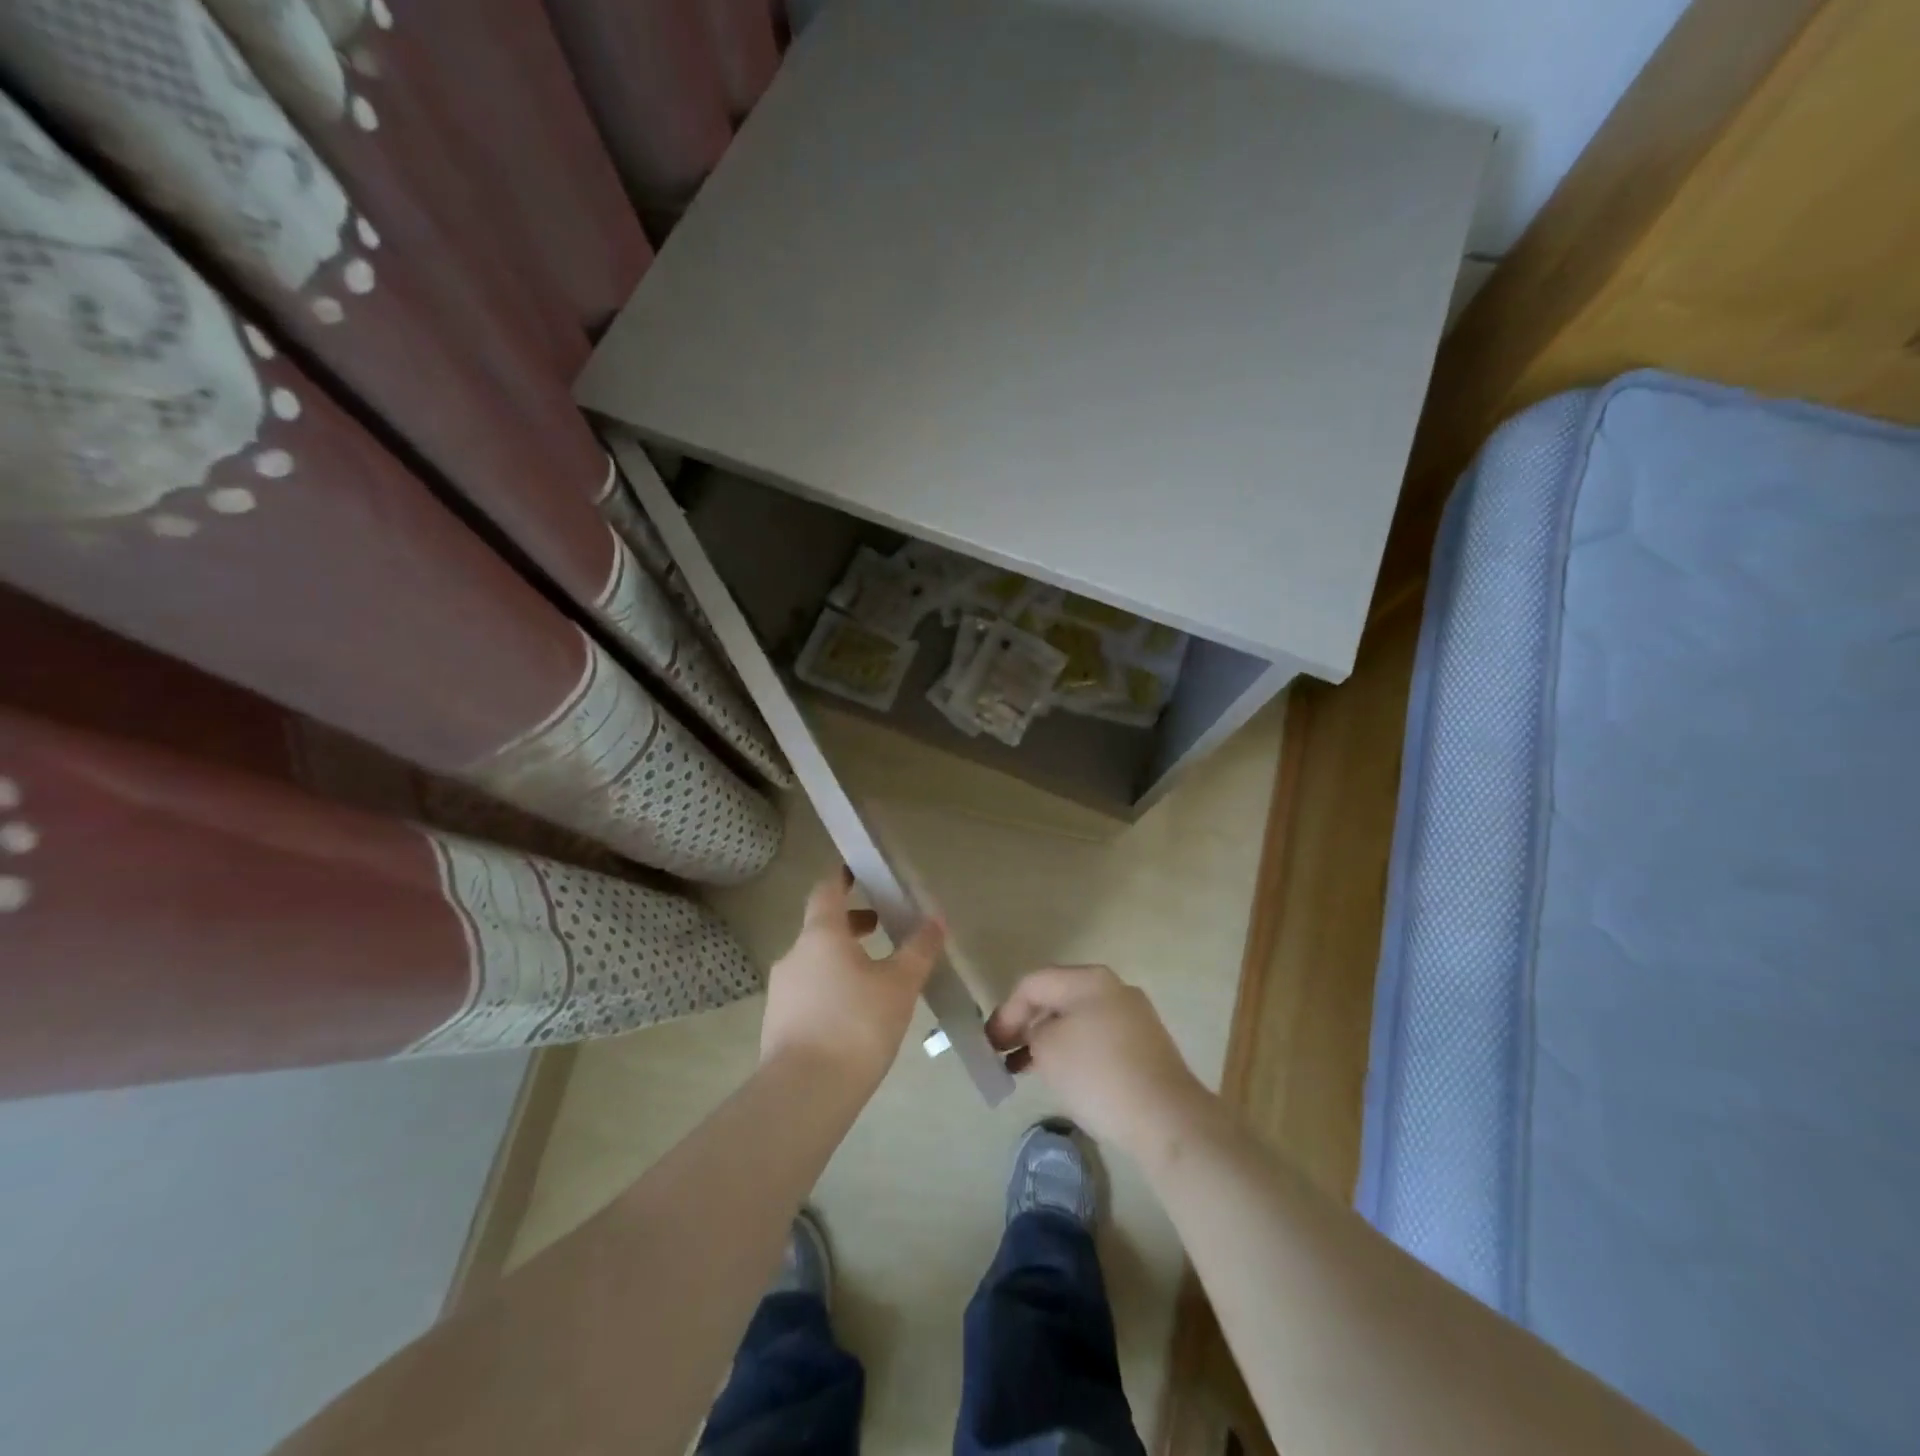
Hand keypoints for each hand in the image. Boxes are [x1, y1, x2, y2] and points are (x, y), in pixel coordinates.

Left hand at [760, 870, 943, 1095]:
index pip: (826, 890)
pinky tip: (854, 1017)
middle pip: (822, 927)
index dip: (842, 877)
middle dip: (852, 925)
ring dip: (842, 960)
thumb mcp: (900, 985)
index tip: (858, 871)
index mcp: (821, 934)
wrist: (804, 1093)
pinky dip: (830, 990)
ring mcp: (781, 991)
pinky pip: (807, 993)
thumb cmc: (857, 1025)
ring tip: (875, 980)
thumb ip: (918, 949)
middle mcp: (794, 954)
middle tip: (881, 930)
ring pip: (814, 962)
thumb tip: (936, 919)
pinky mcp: (777, 1024)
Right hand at [987, 965, 1215, 1157]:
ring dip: (1048, 1039)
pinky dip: (1073, 1051)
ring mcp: (1133, 1016)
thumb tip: (1038, 1033)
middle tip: (1003, 1052)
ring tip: (1025, 1068)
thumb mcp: (1048, 1048)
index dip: (1006, 1011)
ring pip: (1077, 1019)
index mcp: (1089, 978)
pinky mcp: (1144, 1046)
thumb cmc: (1098, 1074)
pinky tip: (1062, 1075)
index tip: (990, 1043)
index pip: (1034, 983)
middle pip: (1057, 997)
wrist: (1166, 1118)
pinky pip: (1097, 1038)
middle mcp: (1113, 988)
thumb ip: (1031, 1031)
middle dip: (1026, 1023)